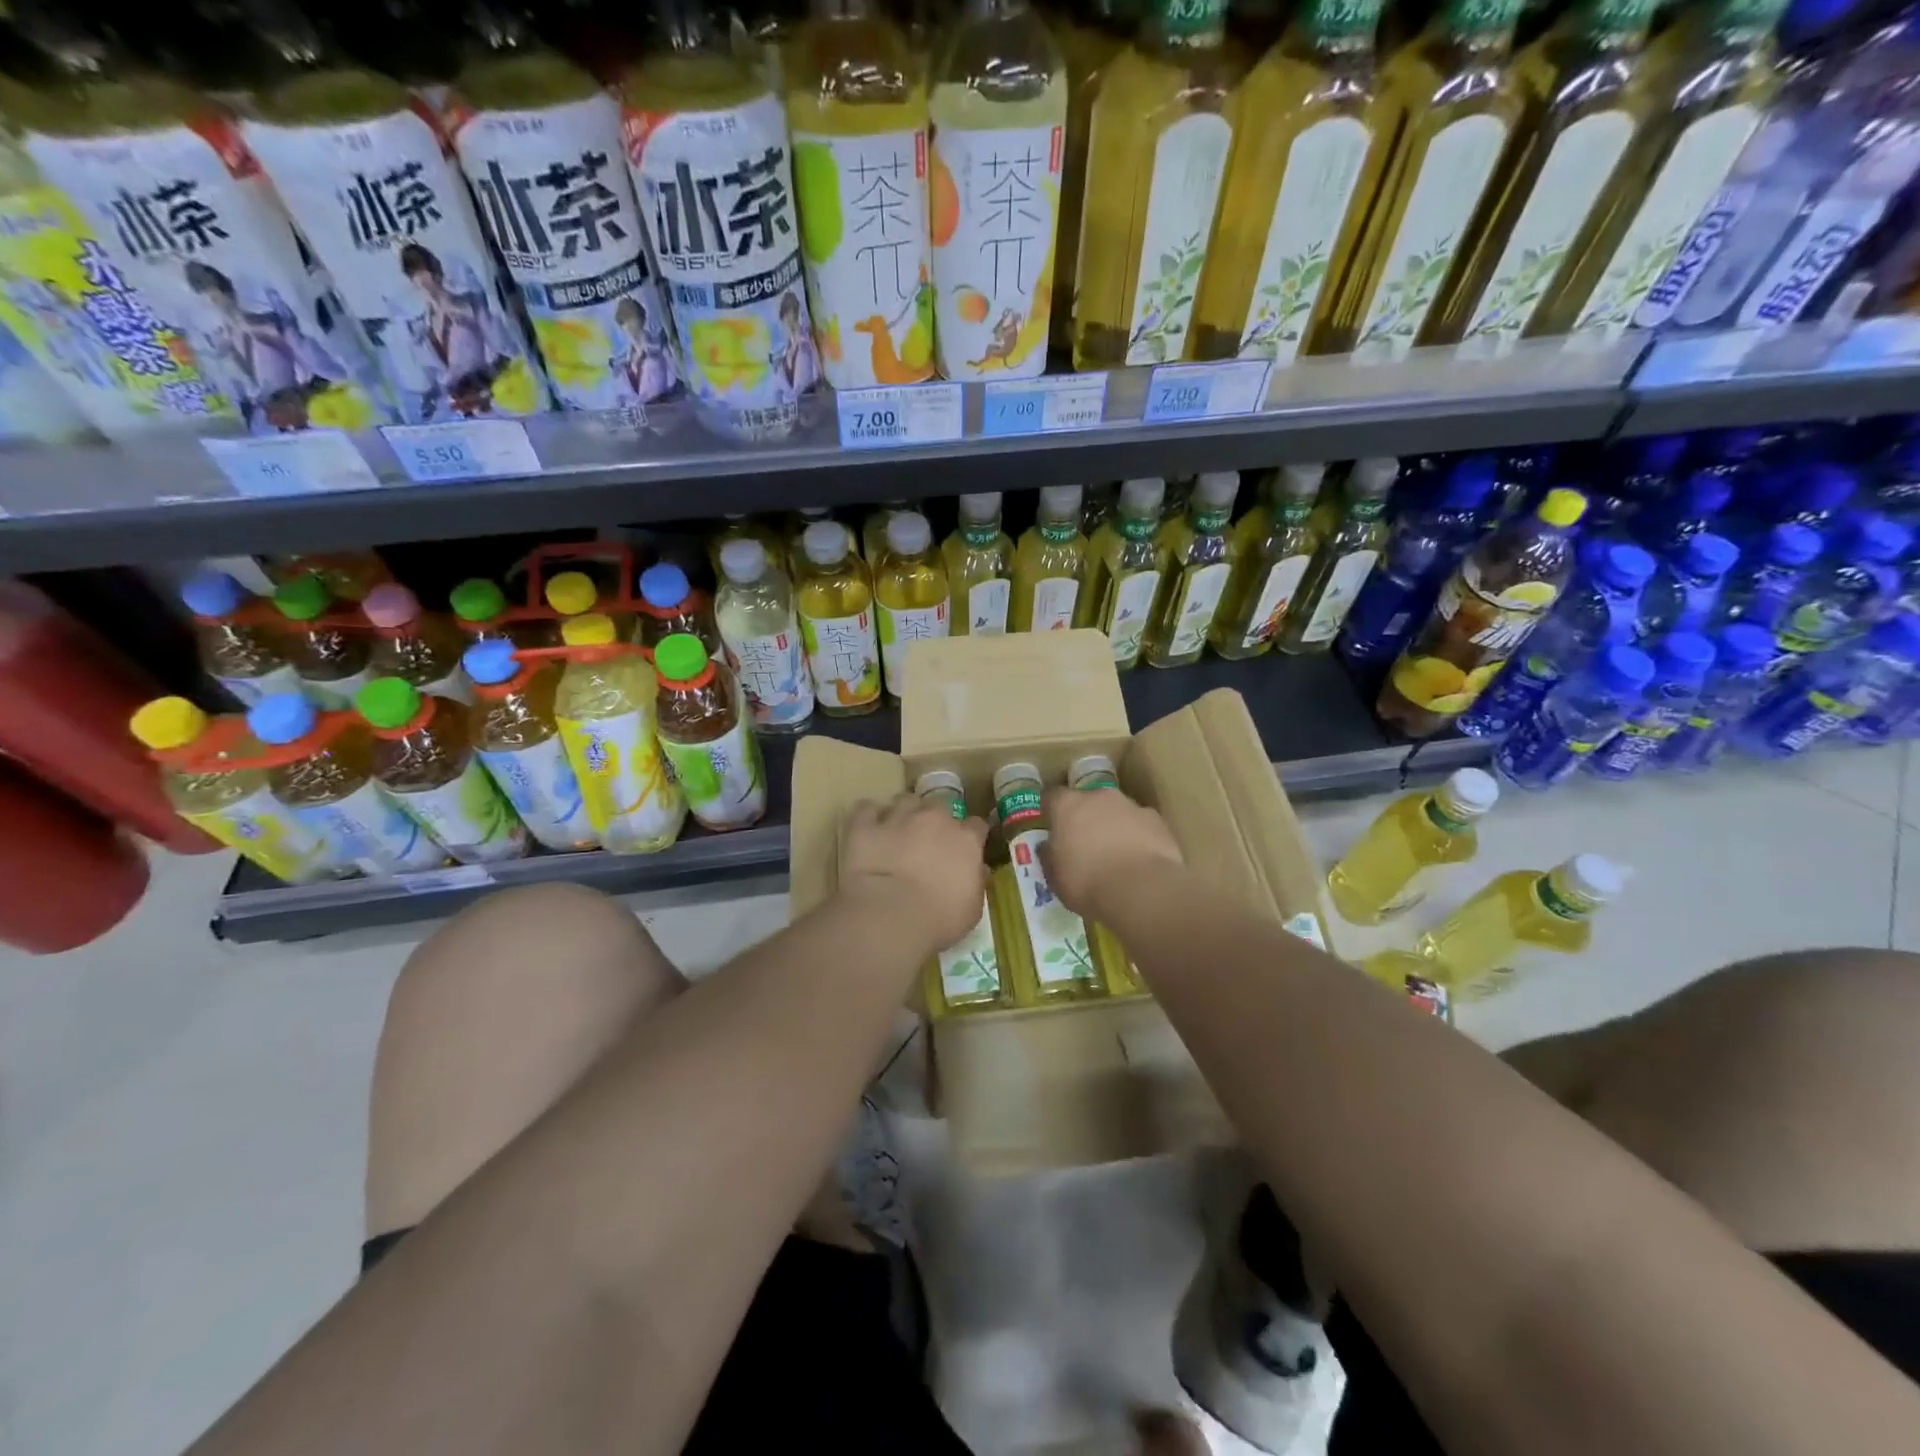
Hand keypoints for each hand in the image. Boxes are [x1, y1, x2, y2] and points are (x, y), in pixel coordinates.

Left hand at [839, 794, 988, 952]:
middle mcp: (934, 819)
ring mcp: (898, 818)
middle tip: (930, 839)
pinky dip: (869, 816)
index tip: (966, 847)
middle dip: (937, 818)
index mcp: (965, 840)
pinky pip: (866, 809)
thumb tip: (978, 869)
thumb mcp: (971, 909)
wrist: (890, 917)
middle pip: (941, 804)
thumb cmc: (939, 920)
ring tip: (899, 829)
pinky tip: (869, 828)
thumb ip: (976, 882)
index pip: (976, 825)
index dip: (971, 835)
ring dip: (905, 812)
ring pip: (905, 800)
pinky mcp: (865, 826)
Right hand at [1040, 785, 1182, 918]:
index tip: (1050, 826)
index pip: (1051, 797)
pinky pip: (1140, 825)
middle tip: (1083, 844)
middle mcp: (1098, 797)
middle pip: (1087, 800)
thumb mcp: (1055, 878)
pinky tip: (1139, 861)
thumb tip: (1047, 848)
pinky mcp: (1157, 821)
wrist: (1142, 890)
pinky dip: (1137, 837)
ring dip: (1112, 826)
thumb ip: (1049, 857)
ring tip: (1115, 856)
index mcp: (1067, 806)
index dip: (1050, 811)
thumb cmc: (1088, 884)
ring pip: (1116, 811)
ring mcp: (1131, 806)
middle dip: (1084, 817)